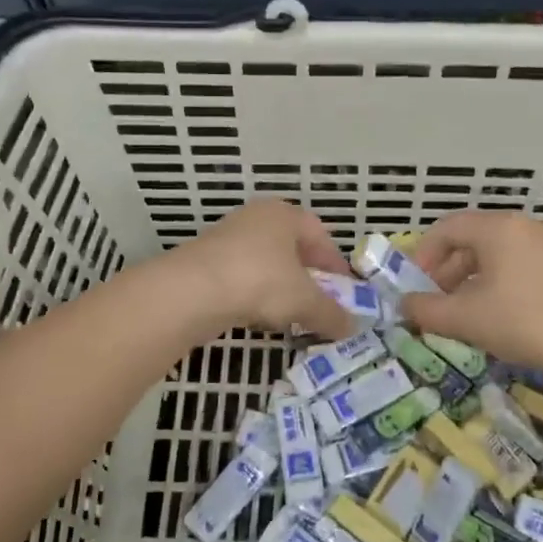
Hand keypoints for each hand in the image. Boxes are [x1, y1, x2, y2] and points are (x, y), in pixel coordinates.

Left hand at [173, 198, 356, 338]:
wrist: (191, 291)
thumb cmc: (260, 281)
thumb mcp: (305, 301)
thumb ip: (331, 314)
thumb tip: (351, 327)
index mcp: (284, 215)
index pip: (320, 234)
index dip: (335, 264)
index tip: (344, 292)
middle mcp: (256, 218)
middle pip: (292, 247)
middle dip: (308, 277)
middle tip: (319, 302)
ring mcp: (227, 237)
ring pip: (265, 263)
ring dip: (280, 287)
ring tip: (290, 314)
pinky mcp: (206, 261)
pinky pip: (242, 276)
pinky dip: (254, 294)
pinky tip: (257, 316)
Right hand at [403, 211, 542, 375]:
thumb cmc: (526, 322)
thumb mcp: (467, 319)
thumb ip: (427, 309)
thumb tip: (404, 304)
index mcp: (497, 228)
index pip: (446, 228)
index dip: (423, 255)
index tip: (414, 286)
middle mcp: (523, 226)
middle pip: (472, 239)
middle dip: (447, 270)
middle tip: (436, 302)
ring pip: (497, 254)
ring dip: (472, 279)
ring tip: (465, 313)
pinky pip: (520, 265)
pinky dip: (500, 283)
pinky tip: (500, 316)